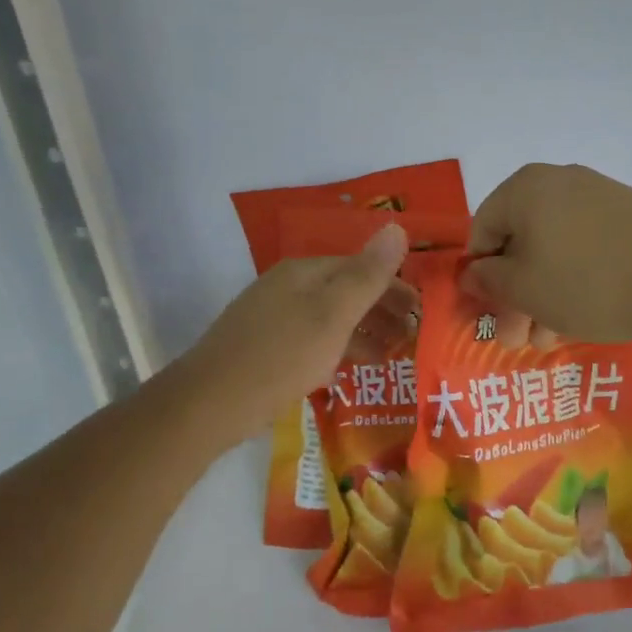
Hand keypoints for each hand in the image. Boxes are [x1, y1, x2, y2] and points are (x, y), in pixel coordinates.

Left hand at [173, 223, 417, 444]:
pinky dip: (338, 349)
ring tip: (392, 356)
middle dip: (382, 310)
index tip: (422, 312)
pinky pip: (313, 340)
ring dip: (364, 332)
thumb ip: (368, 275)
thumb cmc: (281, 356)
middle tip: (413, 337)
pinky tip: (350, 370)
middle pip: (345, 290)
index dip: (395, 286)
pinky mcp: (265, 348)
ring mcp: (273, 317)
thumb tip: (398, 227)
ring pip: (330, 317)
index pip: (361, 267)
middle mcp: (288, 287)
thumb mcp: (332, 315)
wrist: (209, 404)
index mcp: (304, 272)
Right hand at [461, 164, 631, 347]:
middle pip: (522, 241)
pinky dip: (580, 276)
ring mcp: (603, 195)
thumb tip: (472, 273)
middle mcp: (562, 180)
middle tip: (517, 337)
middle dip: (516, 294)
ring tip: (550, 339)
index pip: (483, 230)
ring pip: (558, 247)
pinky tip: (586, 314)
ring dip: (546, 293)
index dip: (480, 275)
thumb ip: (488, 280)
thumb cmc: (586, 283)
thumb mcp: (523, 290)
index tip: (488, 311)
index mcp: (526, 187)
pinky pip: (591, 245)